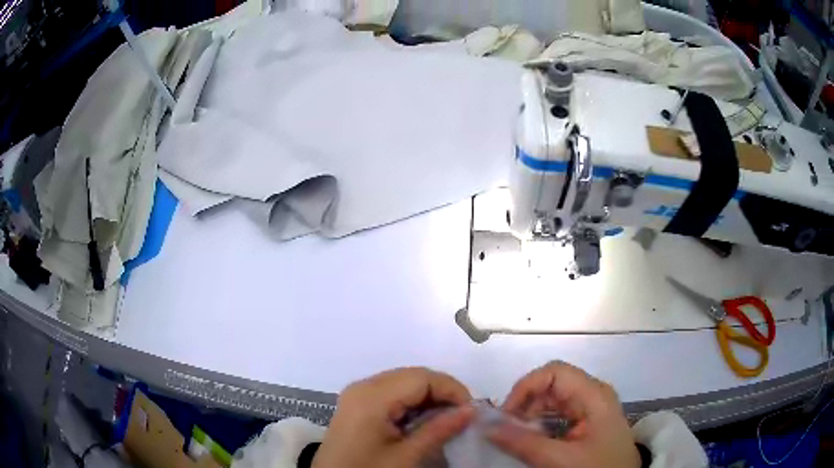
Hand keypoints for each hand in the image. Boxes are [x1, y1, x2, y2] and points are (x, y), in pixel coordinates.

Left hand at [313, 367, 475, 467]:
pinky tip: (423, 423)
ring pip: (404, 383)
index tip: (471, 412)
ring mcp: (357, 394)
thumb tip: (472, 410)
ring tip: (446, 421)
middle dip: (442, 393)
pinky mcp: (357, 405)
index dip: (452, 390)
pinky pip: (392, 394)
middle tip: (462, 417)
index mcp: (372, 396)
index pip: (422, 377)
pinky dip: (412, 404)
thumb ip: (439, 429)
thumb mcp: (406, 456)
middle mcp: (363, 386)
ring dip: (429, 399)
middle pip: (413, 376)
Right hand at [488, 361, 639, 467]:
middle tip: (506, 430)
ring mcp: (592, 406)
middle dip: (525, 403)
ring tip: (516, 436)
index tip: (505, 415)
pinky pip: (559, 412)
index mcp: (593, 395)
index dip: (526, 387)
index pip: (554, 372)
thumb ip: (523, 442)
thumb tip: (487, 426)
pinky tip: (532, 439)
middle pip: (552, 384)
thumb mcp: (560, 459)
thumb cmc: (598, 467)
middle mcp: (593, 393)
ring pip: (553, 398)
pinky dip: (541, 422)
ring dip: (531, 414)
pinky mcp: (589, 418)